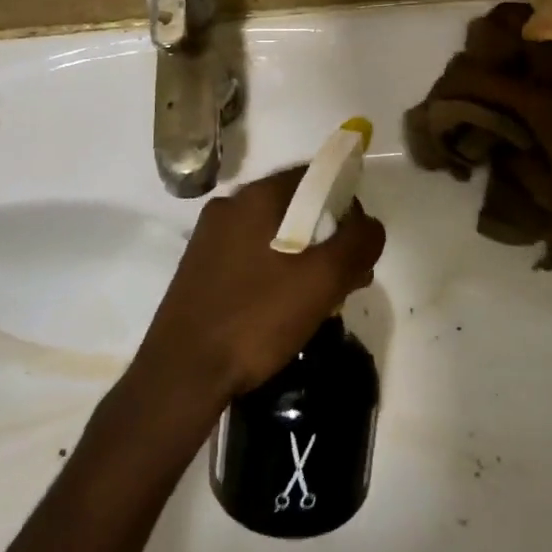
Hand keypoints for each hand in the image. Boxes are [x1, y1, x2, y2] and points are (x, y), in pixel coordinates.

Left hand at [132, 167, 385, 408]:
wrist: (181, 375)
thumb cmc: (255, 318)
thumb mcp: (322, 280)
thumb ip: (357, 243)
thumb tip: (370, 225)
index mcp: (255, 197)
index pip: (313, 176)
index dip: (346, 202)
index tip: (359, 243)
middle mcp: (229, 207)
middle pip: (295, 206)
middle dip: (328, 236)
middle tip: (347, 278)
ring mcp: (210, 239)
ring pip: (273, 234)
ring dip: (304, 258)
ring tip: (321, 300)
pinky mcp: (200, 269)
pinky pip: (251, 256)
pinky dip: (276, 272)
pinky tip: (285, 309)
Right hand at [432, 3, 551, 259]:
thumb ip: (519, 163)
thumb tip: (501, 144)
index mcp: (547, 107)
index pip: (492, 82)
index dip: (463, 80)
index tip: (447, 85)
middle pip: (529, 34)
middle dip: (499, 26)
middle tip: (482, 34)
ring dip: (535, 30)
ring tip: (518, 36)